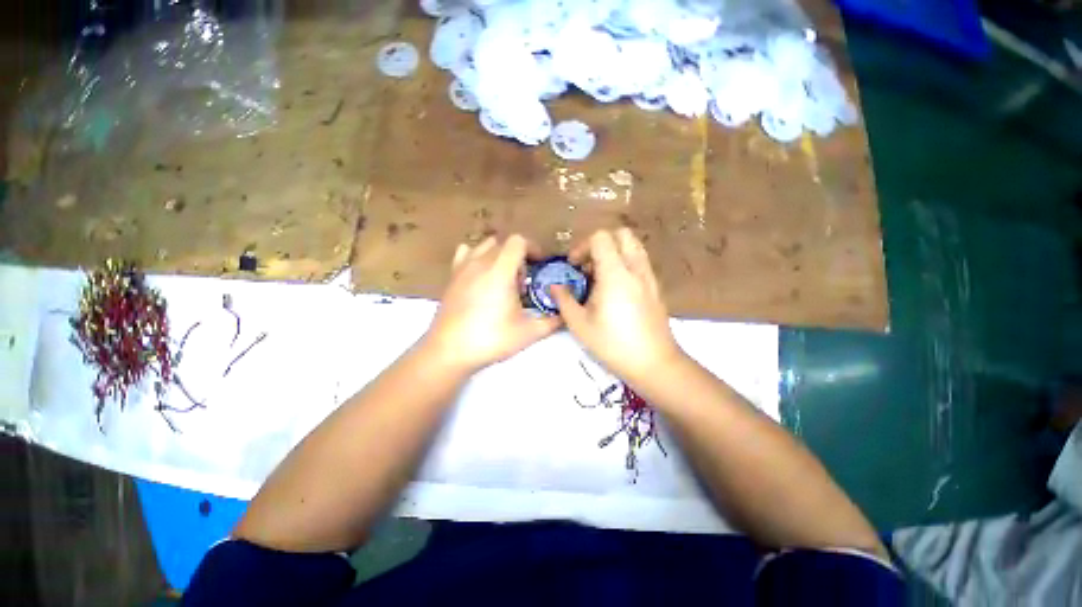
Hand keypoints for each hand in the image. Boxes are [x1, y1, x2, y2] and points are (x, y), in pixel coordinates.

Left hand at [424, 235, 560, 372]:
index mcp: (500, 270)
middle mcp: (480, 262)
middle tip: (523, 281)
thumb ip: (552, 322)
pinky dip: (477, 257)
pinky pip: (465, 253)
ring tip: (503, 278)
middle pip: (504, 243)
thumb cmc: (490, 339)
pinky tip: (480, 276)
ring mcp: (463, 268)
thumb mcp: (528, 333)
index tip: (540, 265)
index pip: (518, 241)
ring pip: (485, 245)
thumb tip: (566, 316)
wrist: (449, 350)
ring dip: (499, 255)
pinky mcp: (451, 277)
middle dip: (519, 256)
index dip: (533, 248)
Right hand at [550, 229, 683, 383]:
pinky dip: (625, 264)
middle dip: (600, 244)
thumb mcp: (580, 325)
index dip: (582, 246)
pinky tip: (616, 289)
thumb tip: (554, 286)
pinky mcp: (655, 287)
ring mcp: (649, 277)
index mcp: (615, 274)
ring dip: (614, 252)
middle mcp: (635, 269)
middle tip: (588, 266)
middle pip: (621, 234)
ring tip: (601, 277)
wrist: (654, 363)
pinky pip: (640, 262)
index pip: (600, 237)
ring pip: (633, 246)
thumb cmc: (613, 344)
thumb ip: (564, 300)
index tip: (574, 266)